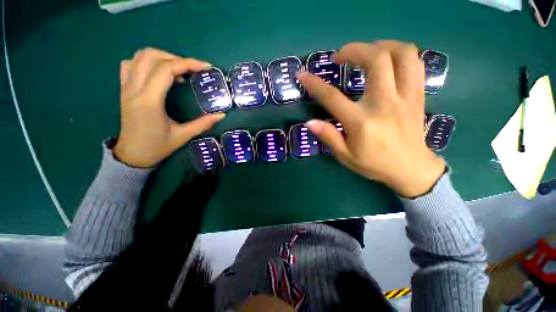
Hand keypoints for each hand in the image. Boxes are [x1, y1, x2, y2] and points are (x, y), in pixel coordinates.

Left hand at [114, 48, 224, 167]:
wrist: (132, 155)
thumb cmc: (157, 146)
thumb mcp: (183, 136)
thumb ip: (203, 124)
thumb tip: (221, 115)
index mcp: (150, 101)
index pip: (166, 69)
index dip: (187, 63)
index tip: (205, 67)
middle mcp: (134, 89)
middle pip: (152, 57)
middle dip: (177, 58)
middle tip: (193, 70)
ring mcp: (126, 87)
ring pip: (139, 57)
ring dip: (162, 57)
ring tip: (178, 70)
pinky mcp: (124, 89)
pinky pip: (130, 64)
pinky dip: (146, 62)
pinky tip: (159, 72)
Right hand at [298, 41, 444, 197]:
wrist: (410, 168)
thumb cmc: (374, 164)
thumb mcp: (345, 156)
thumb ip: (328, 136)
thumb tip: (310, 122)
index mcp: (361, 122)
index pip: (332, 97)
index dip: (314, 84)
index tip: (303, 75)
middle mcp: (385, 103)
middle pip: (376, 59)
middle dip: (354, 49)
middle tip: (341, 56)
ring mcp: (406, 97)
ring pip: (402, 53)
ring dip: (380, 46)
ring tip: (366, 52)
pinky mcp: (418, 95)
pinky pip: (415, 63)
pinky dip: (400, 55)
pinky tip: (388, 62)